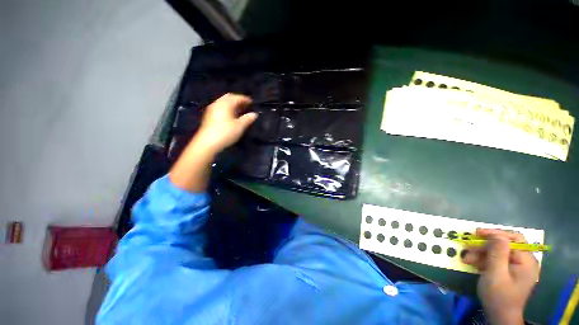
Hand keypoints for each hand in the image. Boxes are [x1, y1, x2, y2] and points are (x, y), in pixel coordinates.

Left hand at [195, 93, 256, 154]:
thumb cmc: (225, 133)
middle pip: (228, 97)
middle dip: (237, 100)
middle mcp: (217, 104)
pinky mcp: (209, 116)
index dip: (245, 99)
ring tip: (240, 110)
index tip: (252, 102)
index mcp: (225, 104)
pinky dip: (227, 109)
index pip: (236, 97)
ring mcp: (212, 110)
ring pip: (223, 102)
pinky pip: (220, 108)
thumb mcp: (240, 126)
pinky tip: (231, 116)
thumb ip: (247, 119)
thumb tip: (254, 114)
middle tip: (245, 105)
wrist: (207, 143)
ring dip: (232, 104)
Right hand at [462, 228, 538, 324]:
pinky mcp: (509, 271)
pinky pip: (496, 259)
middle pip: (504, 244)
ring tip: (467, 259)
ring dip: (481, 253)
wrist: (499, 316)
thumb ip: (498, 253)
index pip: (514, 239)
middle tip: (468, 248)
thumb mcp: (496, 274)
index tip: (476, 233)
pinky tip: (473, 263)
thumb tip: (496, 235)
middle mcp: (524, 261)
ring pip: (497, 252)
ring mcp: (517, 266)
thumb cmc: (499, 296)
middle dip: (484, 245)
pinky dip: (484, 259)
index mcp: (526, 261)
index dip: (495, 233)